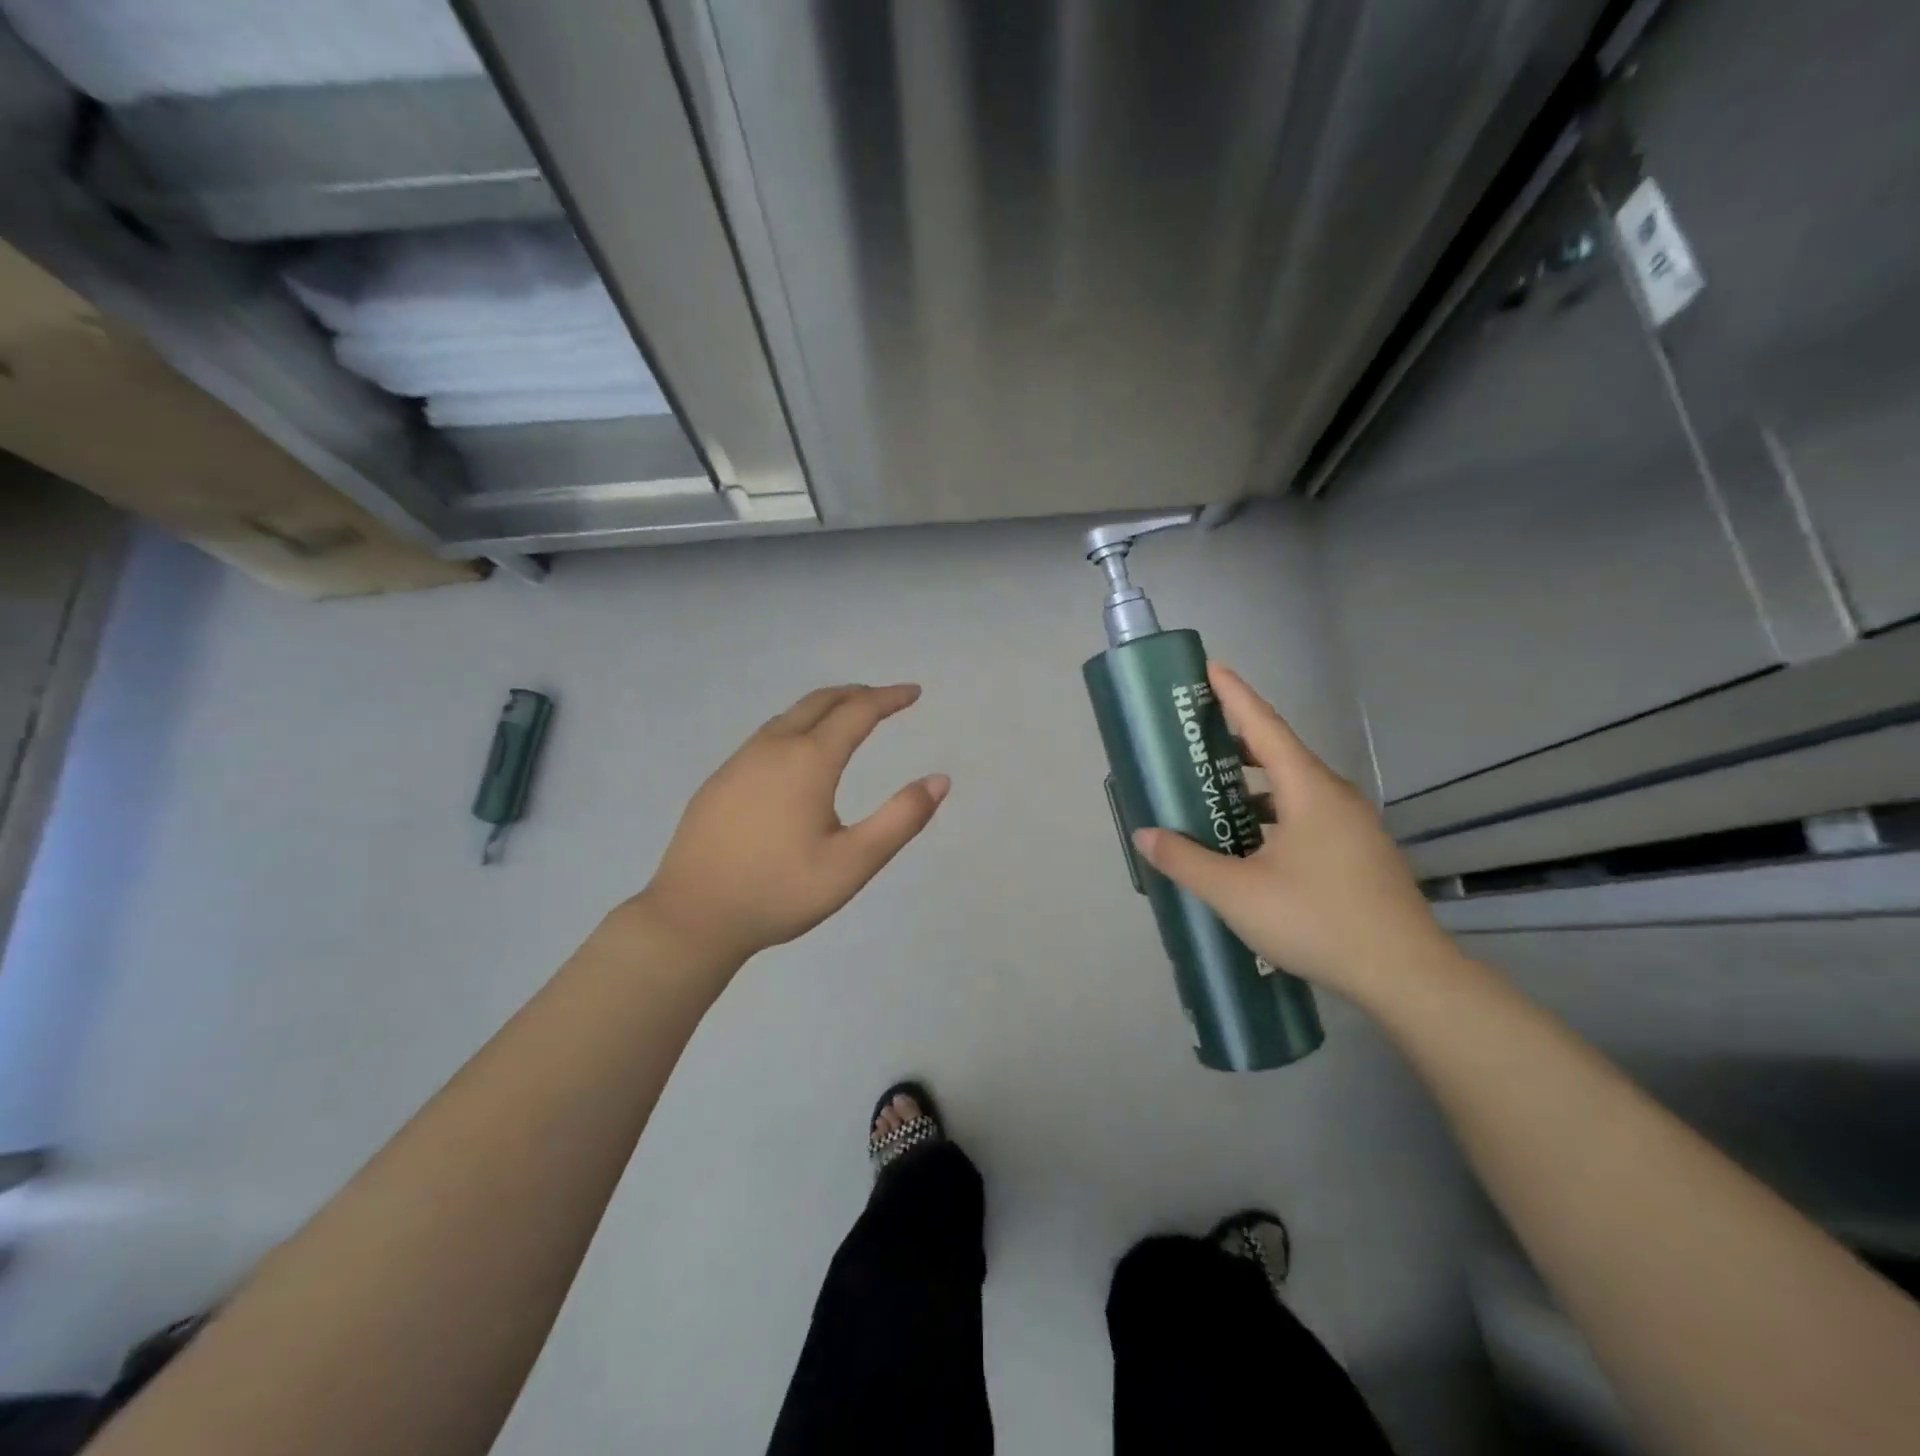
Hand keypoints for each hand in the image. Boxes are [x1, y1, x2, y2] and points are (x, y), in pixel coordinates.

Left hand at [632, 684, 948, 965]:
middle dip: (857, 694)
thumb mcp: (852, 863)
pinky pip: (767, 735)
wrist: (691, 916)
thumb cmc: (779, 891)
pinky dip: (798, 726)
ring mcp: (739, 761)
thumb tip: (940, 780)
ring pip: (789, 715)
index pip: (857, 711)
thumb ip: (900, 820)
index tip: (914, 692)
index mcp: (808, 760)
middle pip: (820, 702)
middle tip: (886, 699)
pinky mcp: (719, 779)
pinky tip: (798, 753)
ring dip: (825, 708)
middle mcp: (773, 747)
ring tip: (848, 718)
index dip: (889, 698)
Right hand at [1129, 663, 1455, 1004]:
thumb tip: (1145, 836)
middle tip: (1197, 739)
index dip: (1235, 695)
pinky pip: (1309, 815)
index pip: (1264, 726)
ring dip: (1255, 784)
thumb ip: (1186, 860)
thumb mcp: (1237, 893)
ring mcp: (1354, 826)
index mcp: (1309, 790)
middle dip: (1237, 741)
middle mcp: (1335, 796)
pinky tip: (1252, 844)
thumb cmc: (1317, 919)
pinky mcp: (1360, 853)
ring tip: (1216, 794)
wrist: (1406, 975)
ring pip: (1296, 788)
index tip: (1211, 668)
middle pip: (1281, 753)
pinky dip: (1274, 813)